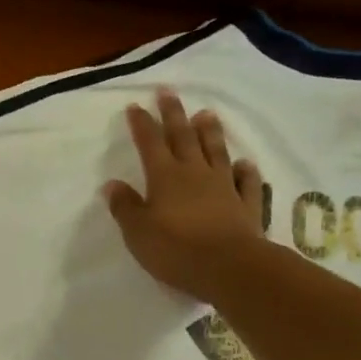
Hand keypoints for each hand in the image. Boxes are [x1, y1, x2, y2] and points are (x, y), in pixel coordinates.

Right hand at [104, 90, 268, 302]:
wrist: (229, 267)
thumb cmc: (176, 250)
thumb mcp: (138, 232)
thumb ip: (125, 207)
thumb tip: (113, 184)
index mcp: (165, 177)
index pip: (150, 143)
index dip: (142, 124)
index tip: (136, 106)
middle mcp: (195, 174)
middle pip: (183, 137)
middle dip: (174, 114)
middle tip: (169, 92)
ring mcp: (225, 187)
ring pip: (216, 152)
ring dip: (210, 132)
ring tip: (206, 113)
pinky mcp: (247, 205)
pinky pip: (247, 182)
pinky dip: (246, 170)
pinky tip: (245, 163)